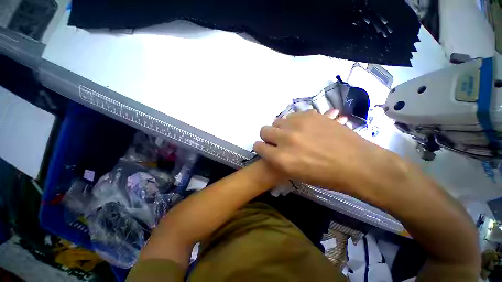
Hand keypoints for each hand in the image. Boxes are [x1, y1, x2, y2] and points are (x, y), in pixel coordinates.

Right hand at [253, 110, 394, 194]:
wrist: (357, 163)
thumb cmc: (325, 176)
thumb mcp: (295, 174)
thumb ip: (278, 160)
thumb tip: (272, 149)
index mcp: (281, 158)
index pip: (258, 146)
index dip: (261, 147)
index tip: (266, 148)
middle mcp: (285, 139)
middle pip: (264, 130)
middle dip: (268, 136)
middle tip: (279, 140)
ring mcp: (298, 124)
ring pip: (278, 121)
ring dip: (282, 128)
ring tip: (294, 134)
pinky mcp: (310, 114)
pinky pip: (293, 115)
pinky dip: (295, 122)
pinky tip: (306, 129)